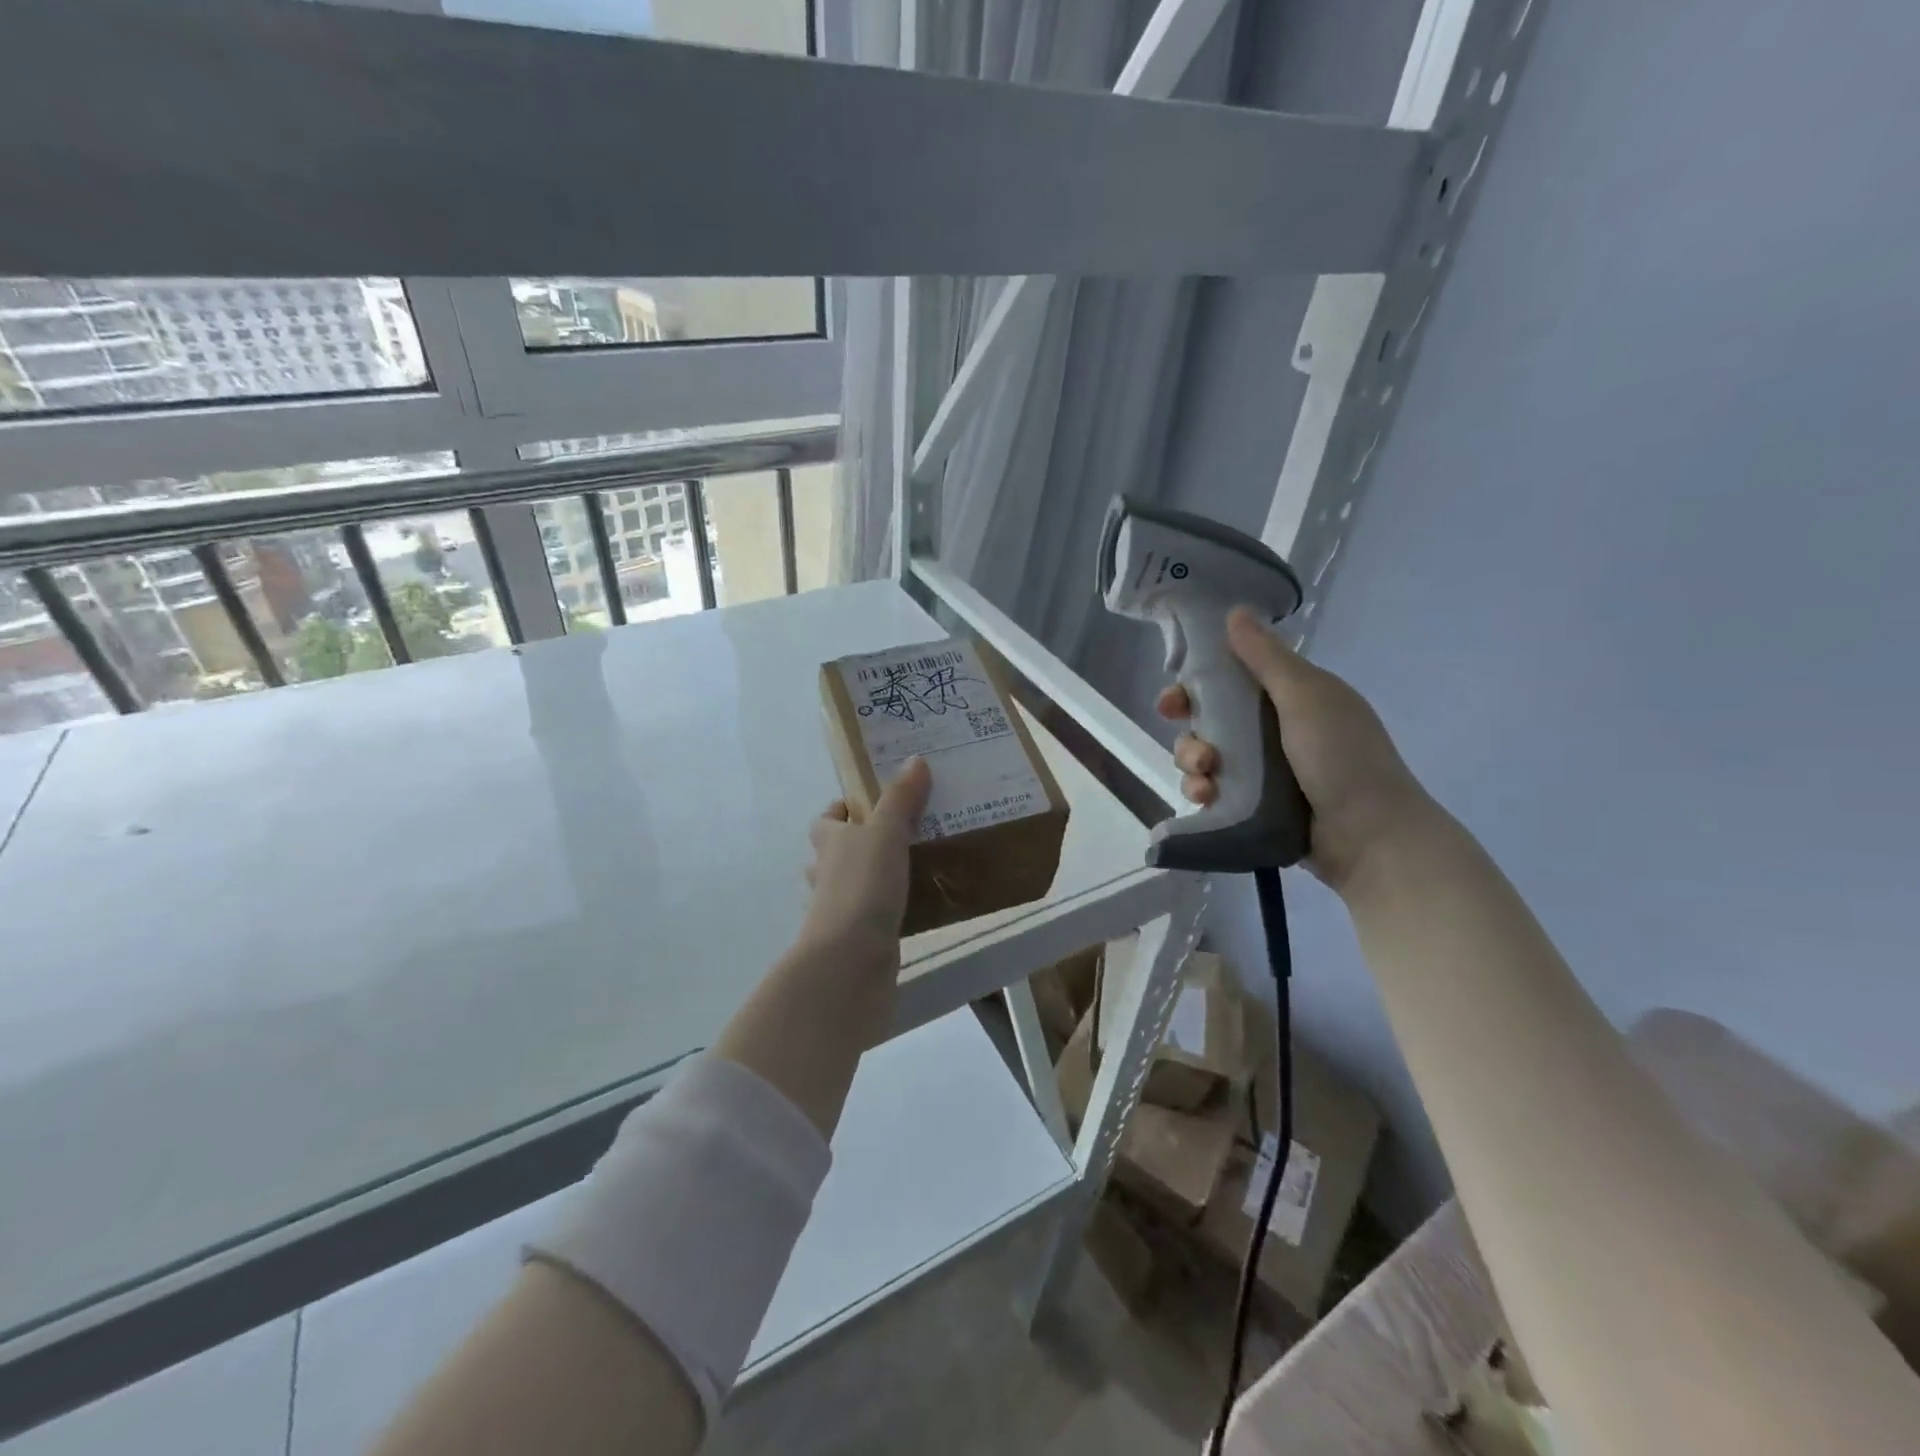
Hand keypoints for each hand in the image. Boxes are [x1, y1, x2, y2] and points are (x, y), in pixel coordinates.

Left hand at [799, 757, 932, 959]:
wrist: (851, 959)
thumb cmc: (863, 886)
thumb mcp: (886, 833)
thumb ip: (901, 799)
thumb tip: (915, 760)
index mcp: (829, 843)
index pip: (824, 821)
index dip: (839, 811)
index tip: (866, 804)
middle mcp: (827, 875)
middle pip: (834, 854)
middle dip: (858, 844)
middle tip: (898, 834)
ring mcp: (838, 911)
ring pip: (851, 886)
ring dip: (871, 878)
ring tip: (911, 868)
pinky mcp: (855, 939)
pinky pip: (870, 916)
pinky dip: (884, 910)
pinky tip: (913, 906)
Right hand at [1157, 607, 1436, 891]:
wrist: (1370, 836)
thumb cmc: (1342, 758)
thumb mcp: (1306, 698)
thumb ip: (1266, 658)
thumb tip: (1234, 612)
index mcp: (1291, 697)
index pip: (1232, 680)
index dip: (1198, 686)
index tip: (1175, 699)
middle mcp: (1275, 730)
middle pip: (1211, 721)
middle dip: (1192, 732)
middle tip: (1193, 746)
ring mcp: (1265, 771)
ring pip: (1207, 757)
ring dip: (1195, 763)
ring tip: (1205, 778)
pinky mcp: (1254, 805)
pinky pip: (1214, 791)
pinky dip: (1204, 792)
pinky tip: (1206, 799)